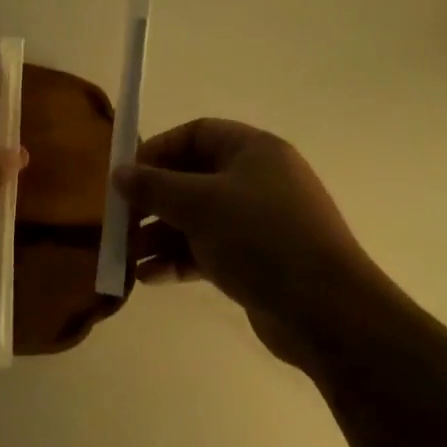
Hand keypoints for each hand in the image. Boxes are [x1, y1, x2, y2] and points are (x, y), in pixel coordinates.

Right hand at [113, 119, 388, 367]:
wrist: (327, 313)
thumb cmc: (261, 238)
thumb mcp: (200, 204)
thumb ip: (154, 186)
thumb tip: (118, 173)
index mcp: (253, 151)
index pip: (196, 134)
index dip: (158, 150)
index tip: (127, 176)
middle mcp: (258, 180)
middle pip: (193, 178)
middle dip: (153, 200)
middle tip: (120, 221)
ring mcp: (259, 223)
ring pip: (198, 218)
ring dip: (160, 235)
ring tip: (125, 256)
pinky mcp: (257, 261)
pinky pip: (209, 250)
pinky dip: (179, 260)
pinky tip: (149, 278)